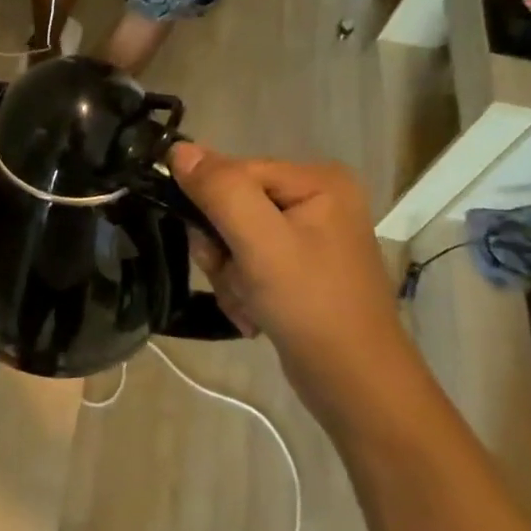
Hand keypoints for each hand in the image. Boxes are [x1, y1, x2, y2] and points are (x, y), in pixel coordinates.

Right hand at [170, 143, 421, 419]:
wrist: (353, 382)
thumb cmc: (311, 305)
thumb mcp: (260, 242)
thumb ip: (220, 191)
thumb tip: (177, 148)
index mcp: (317, 180)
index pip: (233, 173)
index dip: (211, 211)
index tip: (216, 252)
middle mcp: (316, 199)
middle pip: (230, 207)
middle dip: (222, 251)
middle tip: (239, 281)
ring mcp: (308, 235)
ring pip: (232, 239)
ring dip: (229, 276)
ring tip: (250, 304)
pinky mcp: (298, 266)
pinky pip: (247, 263)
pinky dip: (241, 290)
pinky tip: (255, 315)